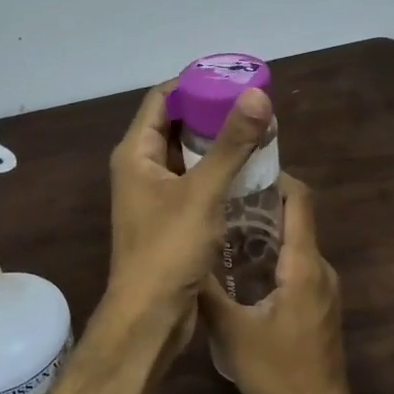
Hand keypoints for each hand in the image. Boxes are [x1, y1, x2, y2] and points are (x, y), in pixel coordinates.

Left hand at [106, 79, 273, 338]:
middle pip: (175, 125)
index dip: (195, 83)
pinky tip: (248, 172)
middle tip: (253, 106)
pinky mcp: (169, 219)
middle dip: (212, 113)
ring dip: (217, 144)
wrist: (149, 315)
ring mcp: (153, 195)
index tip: (233, 78)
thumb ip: (231, 143)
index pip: (162, 99)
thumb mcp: (203, 192)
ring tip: (257, 132)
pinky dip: (217, 172)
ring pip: (187, 156)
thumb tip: (257, 95)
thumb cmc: (168, 249)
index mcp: (136, 153)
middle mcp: (140, 168)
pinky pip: (194, 182)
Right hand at [201, 176, 377, 393]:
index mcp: (303, 265)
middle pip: (295, 218)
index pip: (299, 201)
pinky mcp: (318, 305)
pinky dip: (270, 254)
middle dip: (260, 201)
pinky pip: (295, 264)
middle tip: (218, 195)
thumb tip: (184, 257)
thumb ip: (207, 291)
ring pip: (294, 243)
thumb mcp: (232, 331)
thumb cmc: (278, 372)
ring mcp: (322, 288)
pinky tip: (238, 267)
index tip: (240, 165)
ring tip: (221, 225)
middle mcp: (319, 268)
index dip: (275, 176)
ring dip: (263, 230)